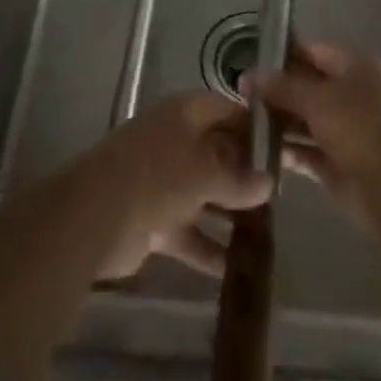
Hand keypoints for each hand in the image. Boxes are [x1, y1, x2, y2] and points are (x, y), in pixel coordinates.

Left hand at [86, 91, 270, 279]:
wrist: (94, 216)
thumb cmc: (157, 176)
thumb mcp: (205, 172)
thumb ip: (238, 179)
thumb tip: (268, 184)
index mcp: (186, 114)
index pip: (229, 111)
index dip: (256, 128)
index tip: (286, 148)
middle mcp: (176, 140)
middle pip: (219, 152)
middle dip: (247, 173)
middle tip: (283, 194)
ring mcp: (163, 180)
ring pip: (206, 193)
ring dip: (231, 212)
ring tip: (269, 232)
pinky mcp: (153, 219)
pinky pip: (190, 231)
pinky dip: (209, 248)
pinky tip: (238, 269)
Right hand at [247, 41, 380, 227]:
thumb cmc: (358, 126)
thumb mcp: (315, 98)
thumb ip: (281, 86)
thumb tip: (247, 75)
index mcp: (353, 66)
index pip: (311, 50)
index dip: (281, 55)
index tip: (246, 62)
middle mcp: (350, 93)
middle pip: (306, 86)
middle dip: (274, 91)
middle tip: (236, 96)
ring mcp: (344, 129)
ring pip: (303, 120)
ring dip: (277, 122)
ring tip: (239, 124)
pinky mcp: (337, 162)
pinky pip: (305, 150)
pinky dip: (285, 150)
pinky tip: (256, 151)